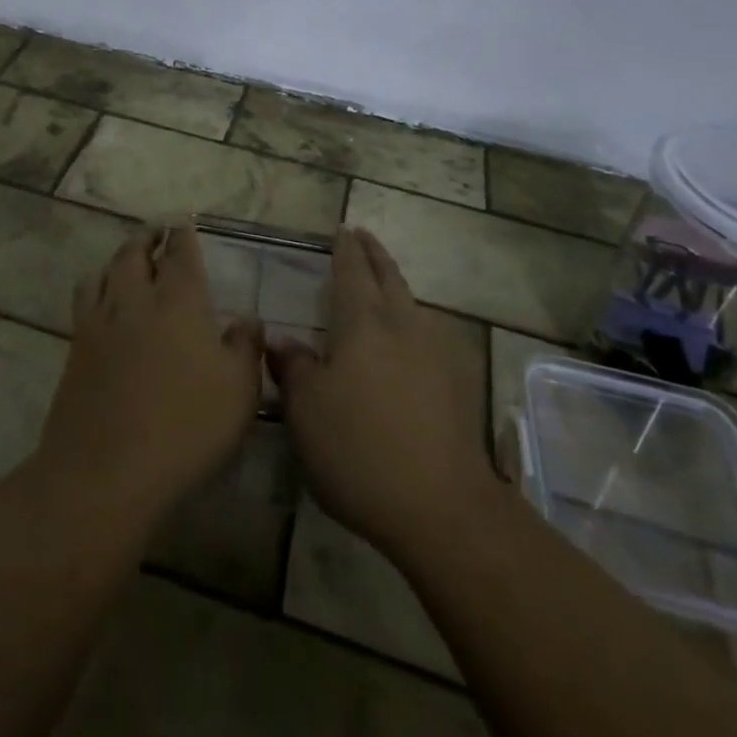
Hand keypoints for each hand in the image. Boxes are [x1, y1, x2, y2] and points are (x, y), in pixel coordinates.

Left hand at [35, 225, 264, 524]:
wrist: (105, 472)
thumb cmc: (185, 428)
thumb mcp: (239, 390)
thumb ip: (246, 346)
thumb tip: (248, 318)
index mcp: (178, 301)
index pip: (180, 253)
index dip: (183, 235)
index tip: (184, 223)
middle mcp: (135, 299)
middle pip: (135, 253)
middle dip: (147, 237)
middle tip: (156, 231)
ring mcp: (100, 322)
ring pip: (105, 271)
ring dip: (119, 257)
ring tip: (128, 259)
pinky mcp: (76, 348)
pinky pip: (84, 299)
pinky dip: (96, 285)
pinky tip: (102, 300)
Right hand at [268, 228, 500, 560]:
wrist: (442, 507)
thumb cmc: (359, 450)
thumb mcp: (306, 410)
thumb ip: (294, 367)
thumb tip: (281, 340)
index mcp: (363, 323)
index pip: (352, 271)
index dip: (345, 249)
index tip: (342, 229)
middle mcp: (402, 326)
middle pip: (389, 277)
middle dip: (374, 254)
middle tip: (363, 235)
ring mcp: (434, 354)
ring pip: (411, 303)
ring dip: (395, 283)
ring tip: (383, 279)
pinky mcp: (455, 385)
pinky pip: (427, 332)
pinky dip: (411, 318)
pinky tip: (407, 336)